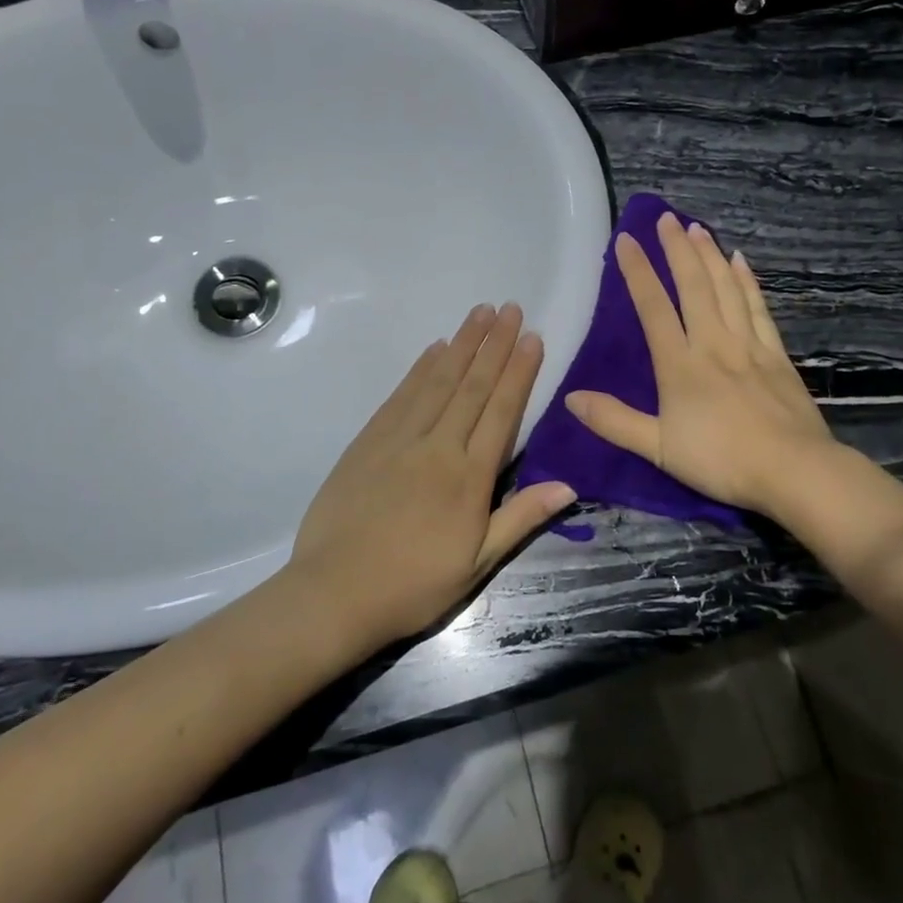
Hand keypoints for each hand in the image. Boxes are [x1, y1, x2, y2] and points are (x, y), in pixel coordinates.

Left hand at [285, 302, 574, 652]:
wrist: (334, 593)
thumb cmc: (413, 584)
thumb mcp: (477, 563)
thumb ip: (520, 518)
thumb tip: (568, 485)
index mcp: (469, 477)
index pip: (501, 411)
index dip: (519, 372)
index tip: (532, 337)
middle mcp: (438, 447)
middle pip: (472, 386)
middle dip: (494, 344)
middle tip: (510, 308)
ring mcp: (399, 439)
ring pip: (437, 381)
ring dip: (461, 344)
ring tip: (479, 313)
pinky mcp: (368, 441)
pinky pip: (401, 395)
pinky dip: (420, 368)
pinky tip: (434, 348)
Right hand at [566, 212, 834, 520]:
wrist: (792, 471)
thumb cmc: (721, 461)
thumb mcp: (658, 448)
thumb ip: (614, 421)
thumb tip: (571, 397)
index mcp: (680, 365)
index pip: (653, 307)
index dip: (637, 272)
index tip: (625, 239)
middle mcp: (713, 344)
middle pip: (693, 286)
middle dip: (676, 250)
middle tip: (665, 218)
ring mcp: (748, 346)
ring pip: (726, 289)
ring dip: (709, 256)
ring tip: (696, 228)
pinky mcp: (776, 355)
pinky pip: (758, 308)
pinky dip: (746, 282)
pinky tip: (739, 262)